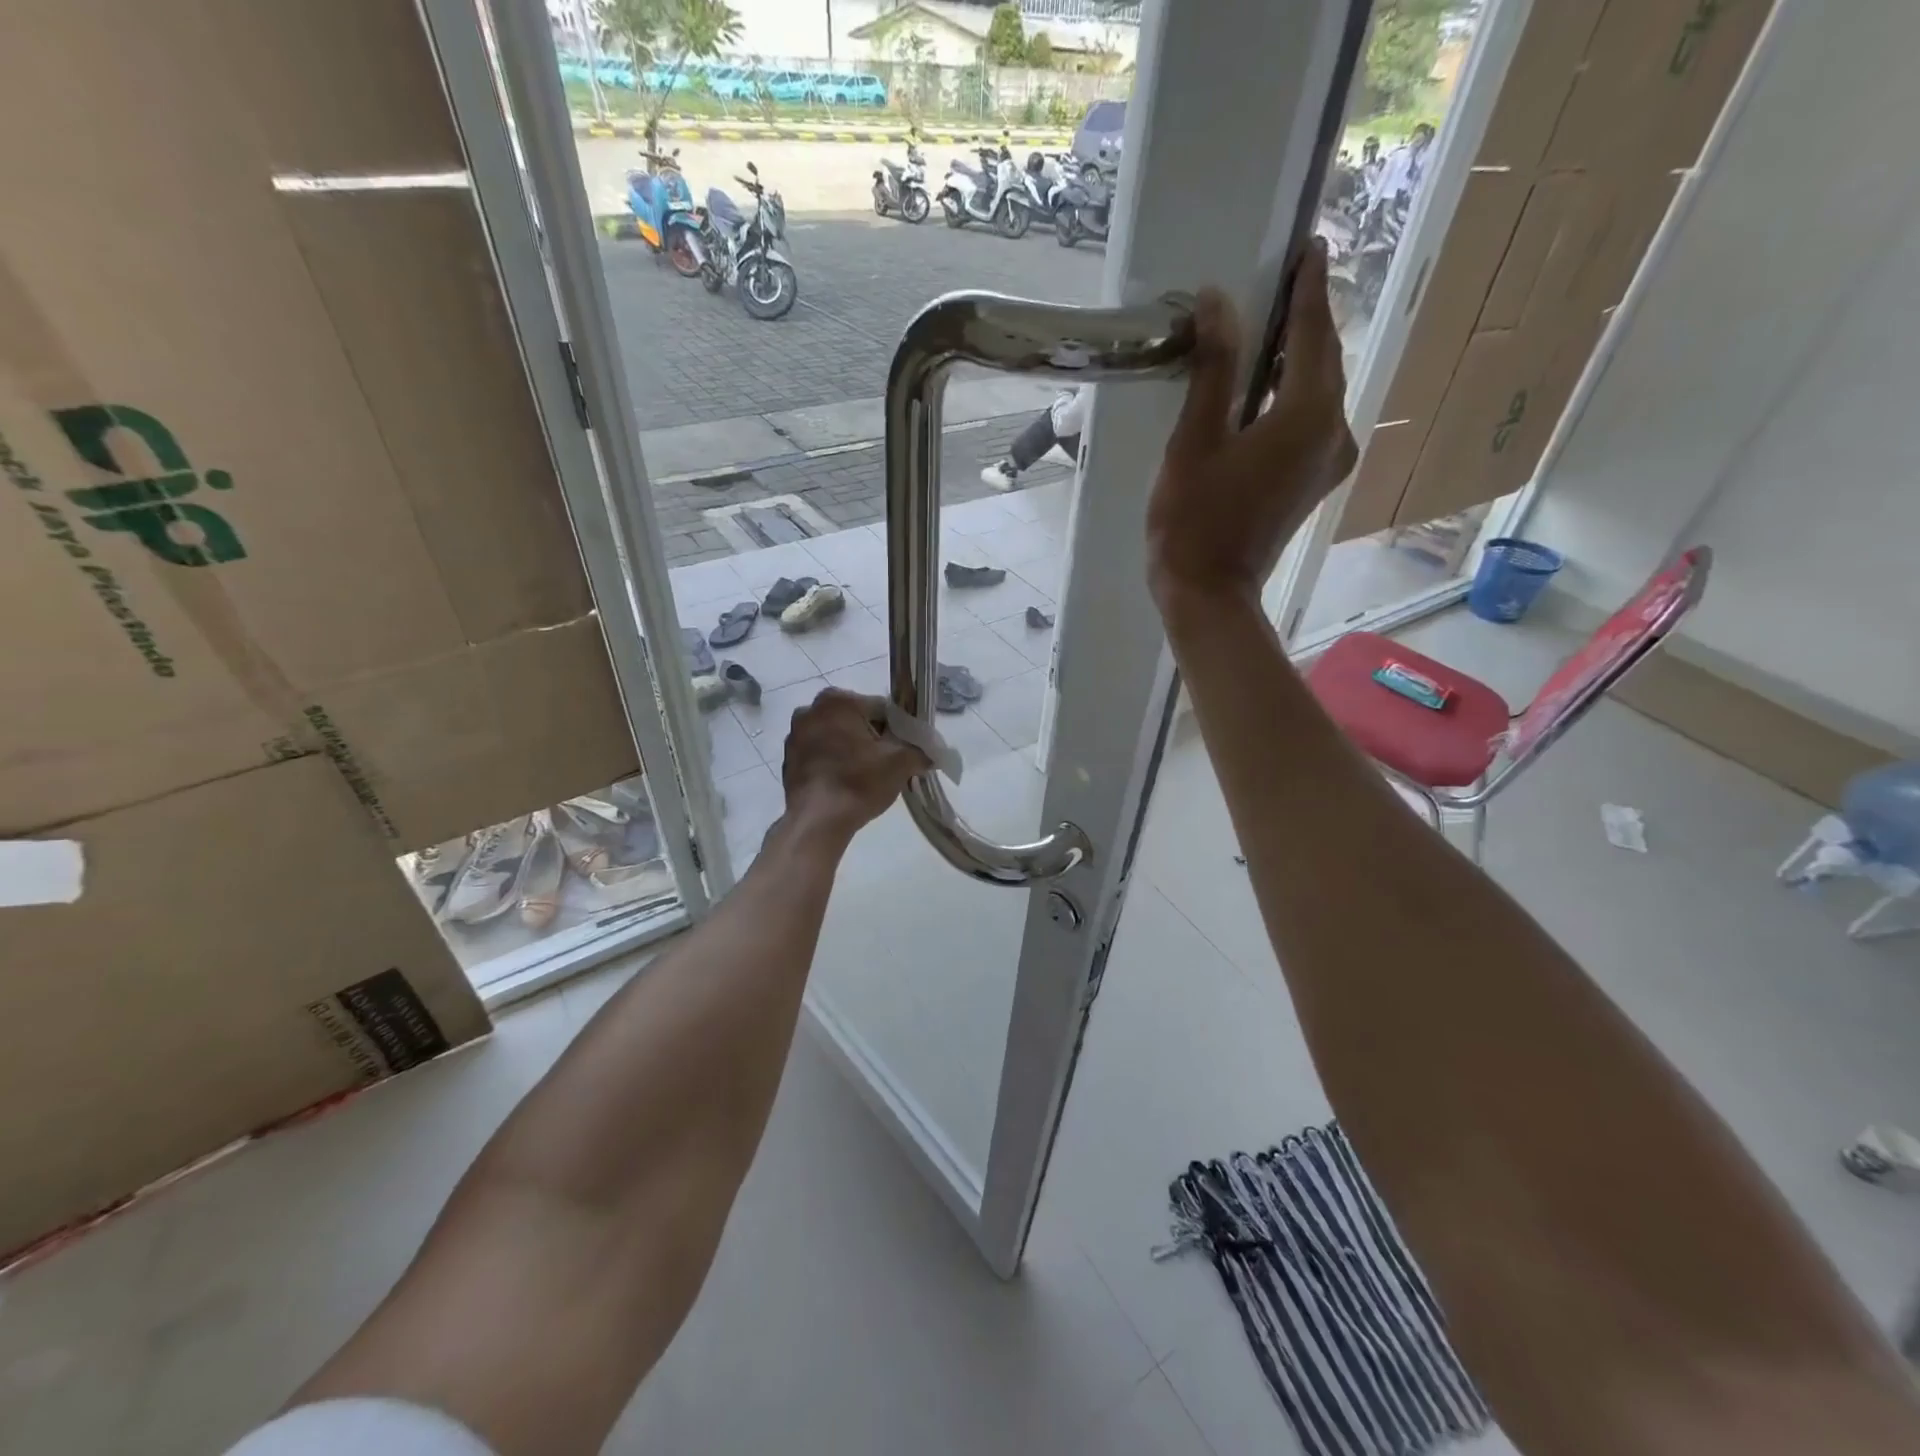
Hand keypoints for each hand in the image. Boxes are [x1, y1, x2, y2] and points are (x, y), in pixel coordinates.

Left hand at [779, 688, 928, 842]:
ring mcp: (794, 736)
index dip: (898, 729)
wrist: (818, 822)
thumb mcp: (901, 763)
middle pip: (856, 721)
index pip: (881, 708)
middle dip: (873, 738)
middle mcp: (810, 710)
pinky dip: (833, 763)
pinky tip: (845, 784)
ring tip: (866, 776)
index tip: (905, 750)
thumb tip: (931, 752)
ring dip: (852, 750)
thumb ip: (920, 750)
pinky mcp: (788, 760)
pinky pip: (820, 755)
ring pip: (836, 737)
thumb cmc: (859, 782)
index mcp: (837, 700)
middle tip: (887, 764)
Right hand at [1146, 243, 1358, 607]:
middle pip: (1324, 360)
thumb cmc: (1194, 521)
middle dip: (1307, 320)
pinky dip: (1293, 396)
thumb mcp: (1194, 440)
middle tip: (1286, 281)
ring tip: (1271, 329)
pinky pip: (1311, 421)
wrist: (1208, 595)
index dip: (1308, 287)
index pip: (1312, 333)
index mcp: (1308, 414)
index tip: (1310, 245)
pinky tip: (1267, 388)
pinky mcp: (1313, 482)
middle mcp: (1333, 431)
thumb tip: (1218, 301)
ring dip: (1298, 359)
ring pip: (1319, 392)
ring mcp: (1328, 461)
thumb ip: (1213, 368)